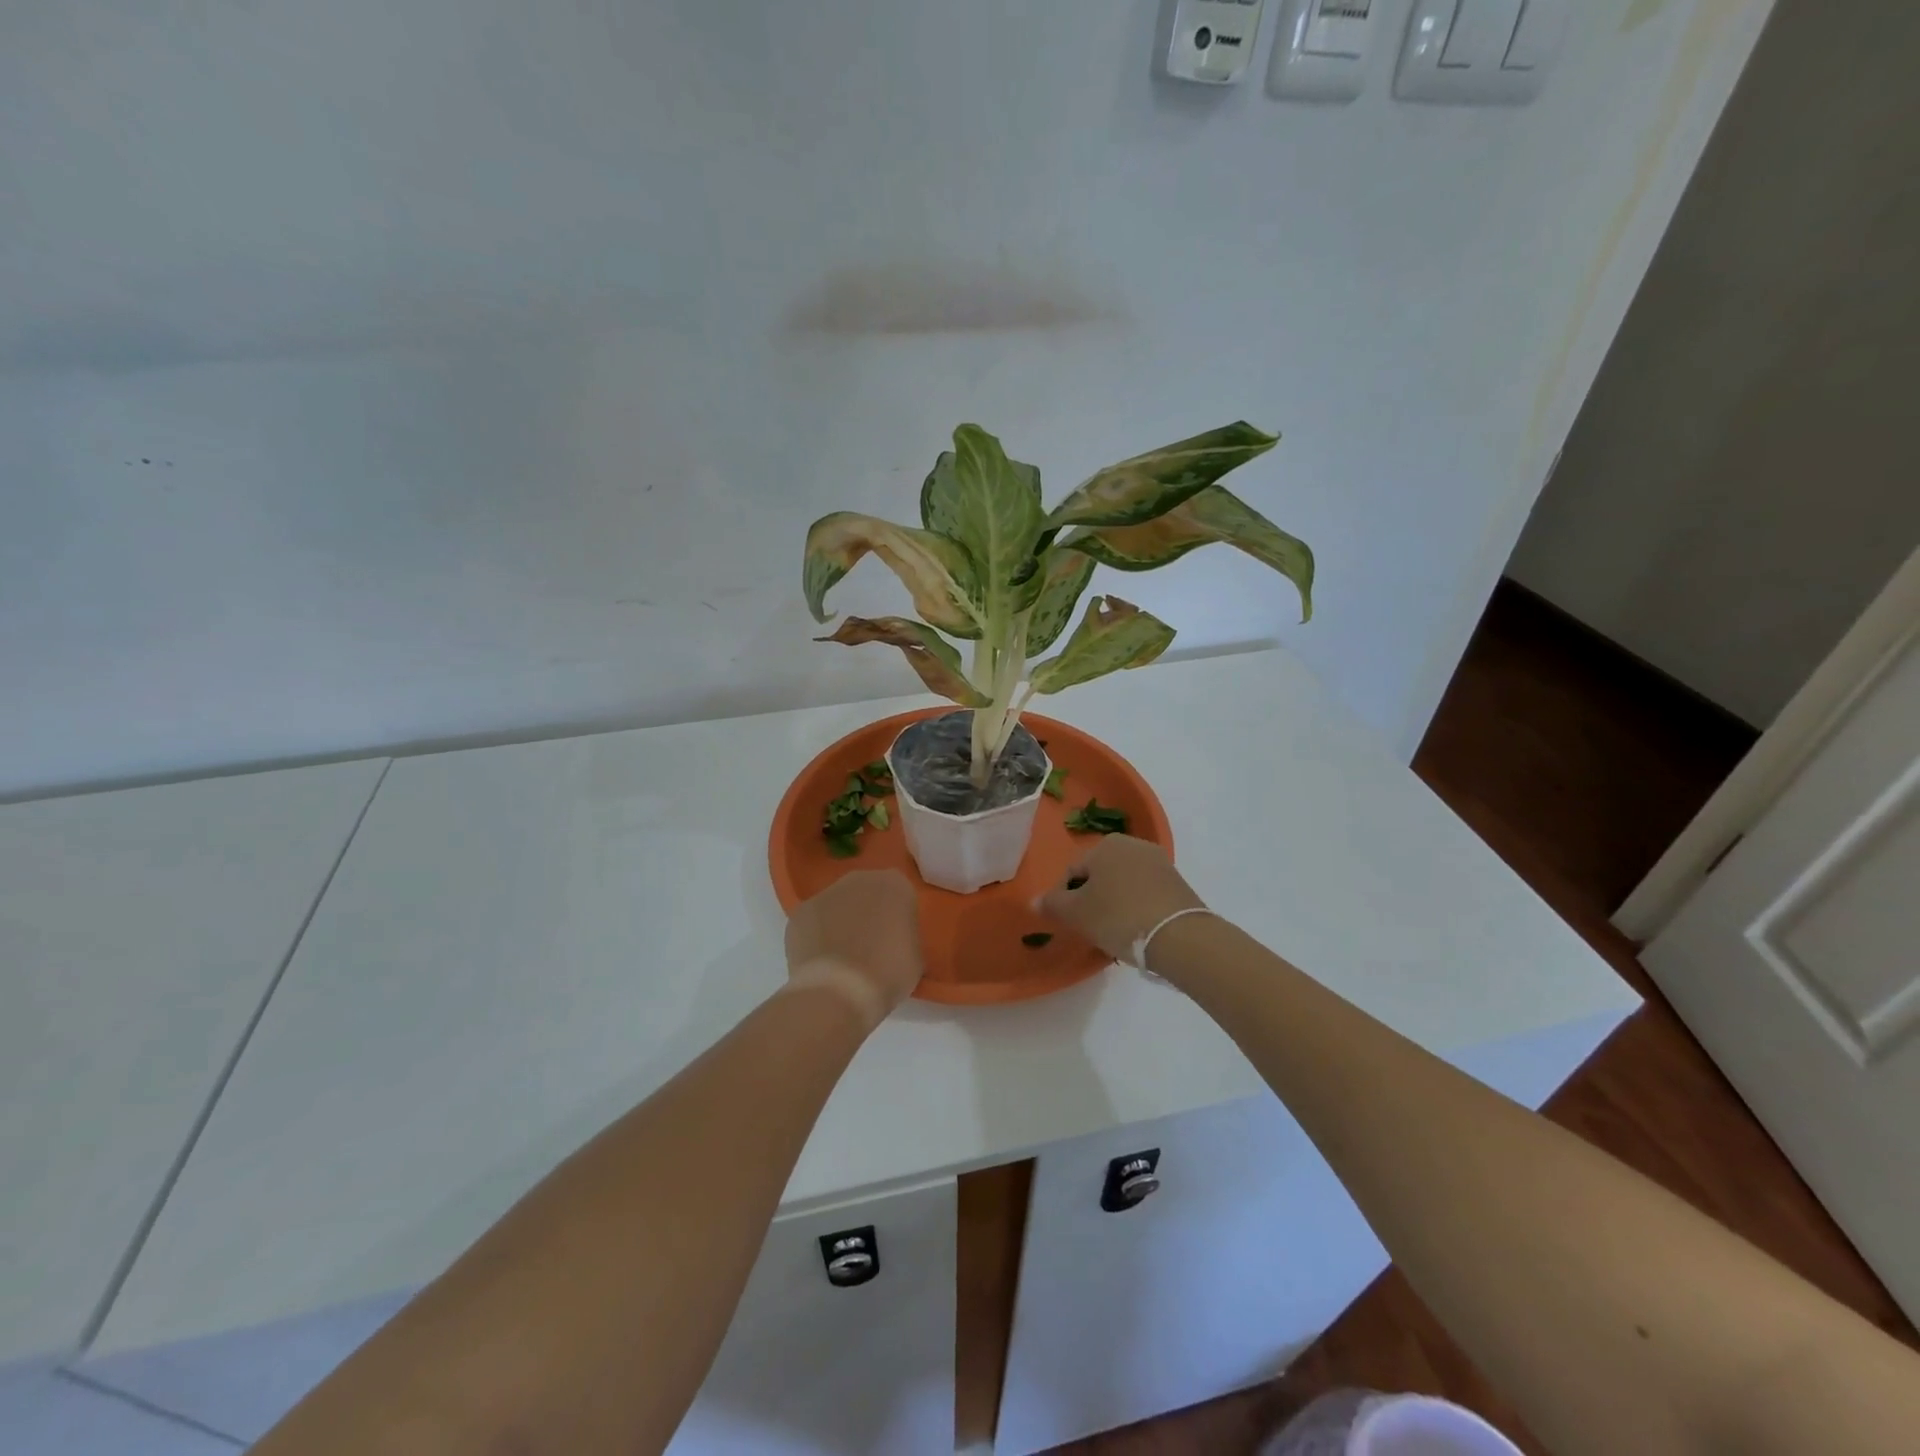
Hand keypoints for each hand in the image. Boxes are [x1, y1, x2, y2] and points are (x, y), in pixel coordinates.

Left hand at [784, 870, 922, 1027]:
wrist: (839, 991)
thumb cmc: (888, 972)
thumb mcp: (915, 956)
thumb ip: (906, 937)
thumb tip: (895, 942)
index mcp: (894, 884)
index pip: (900, 895)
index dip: (899, 918)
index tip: (898, 941)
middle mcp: (859, 879)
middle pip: (867, 893)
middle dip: (868, 914)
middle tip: (872, 947)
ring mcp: (824, 894)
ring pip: (837, 906)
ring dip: (841, 924)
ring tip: (844, 960)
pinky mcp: (799, 913)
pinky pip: (814, 923)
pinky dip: (817, 938)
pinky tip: (822, 963)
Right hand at [1038, 835, 1206, 963]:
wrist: (1180, 937)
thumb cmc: (1119, 917)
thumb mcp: (1076, 913)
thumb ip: (1052, 904)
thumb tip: (1035, 900)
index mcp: (1106, 845)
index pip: (1073, 871)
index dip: (1066, 898)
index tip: (1073, 922)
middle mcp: (1133, 844)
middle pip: (1100, 875)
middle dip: (1094, 899)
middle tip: (1093, 928)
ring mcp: (1159, 862)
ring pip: (1124, 884)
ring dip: (1116, 904)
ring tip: (1117, 932)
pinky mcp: (1178, 883)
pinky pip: (1147, 893)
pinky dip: (1138, 908)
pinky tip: (1138, 929)